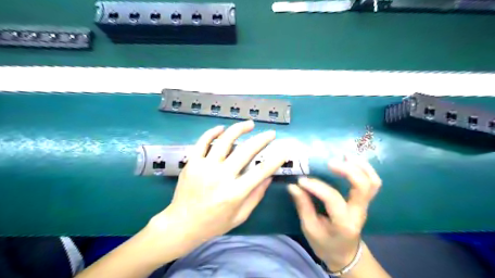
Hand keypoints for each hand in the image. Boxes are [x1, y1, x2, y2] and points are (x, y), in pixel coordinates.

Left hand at [149, 120, 283, 250]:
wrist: (182, 224)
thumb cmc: (214, 223)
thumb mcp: (240, 216)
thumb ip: (256, 196)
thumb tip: (268, 177)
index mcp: (235, 192)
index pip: (261, 171)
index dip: (275, 160)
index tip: (284, 151)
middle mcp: (221, 176)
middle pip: (246, 151)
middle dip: (262, 139)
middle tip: (271, 133)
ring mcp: (205, 167)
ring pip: (225, 141)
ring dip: (239, 129)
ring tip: (250, 124)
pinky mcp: (192, 163)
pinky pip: (202, 142)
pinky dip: (212, 132)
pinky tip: (222, 128)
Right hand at [287, 157, 381, 270]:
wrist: (346, 254)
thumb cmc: (325, 244)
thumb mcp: (310, 229)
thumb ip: (303, 206)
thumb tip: (293, 186)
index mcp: (344, 223)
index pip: (333, 199)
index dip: (316, 186)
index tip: (301, 180)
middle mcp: (358, 212)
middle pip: (362, 186)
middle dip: (347, 170)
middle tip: (329, 162)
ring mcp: (365, 206)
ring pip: (372, 182)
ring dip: (360, 166)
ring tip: (345, 155)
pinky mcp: (364, 201)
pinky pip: (372, 182)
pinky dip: (364, 169)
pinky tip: (351, 160)